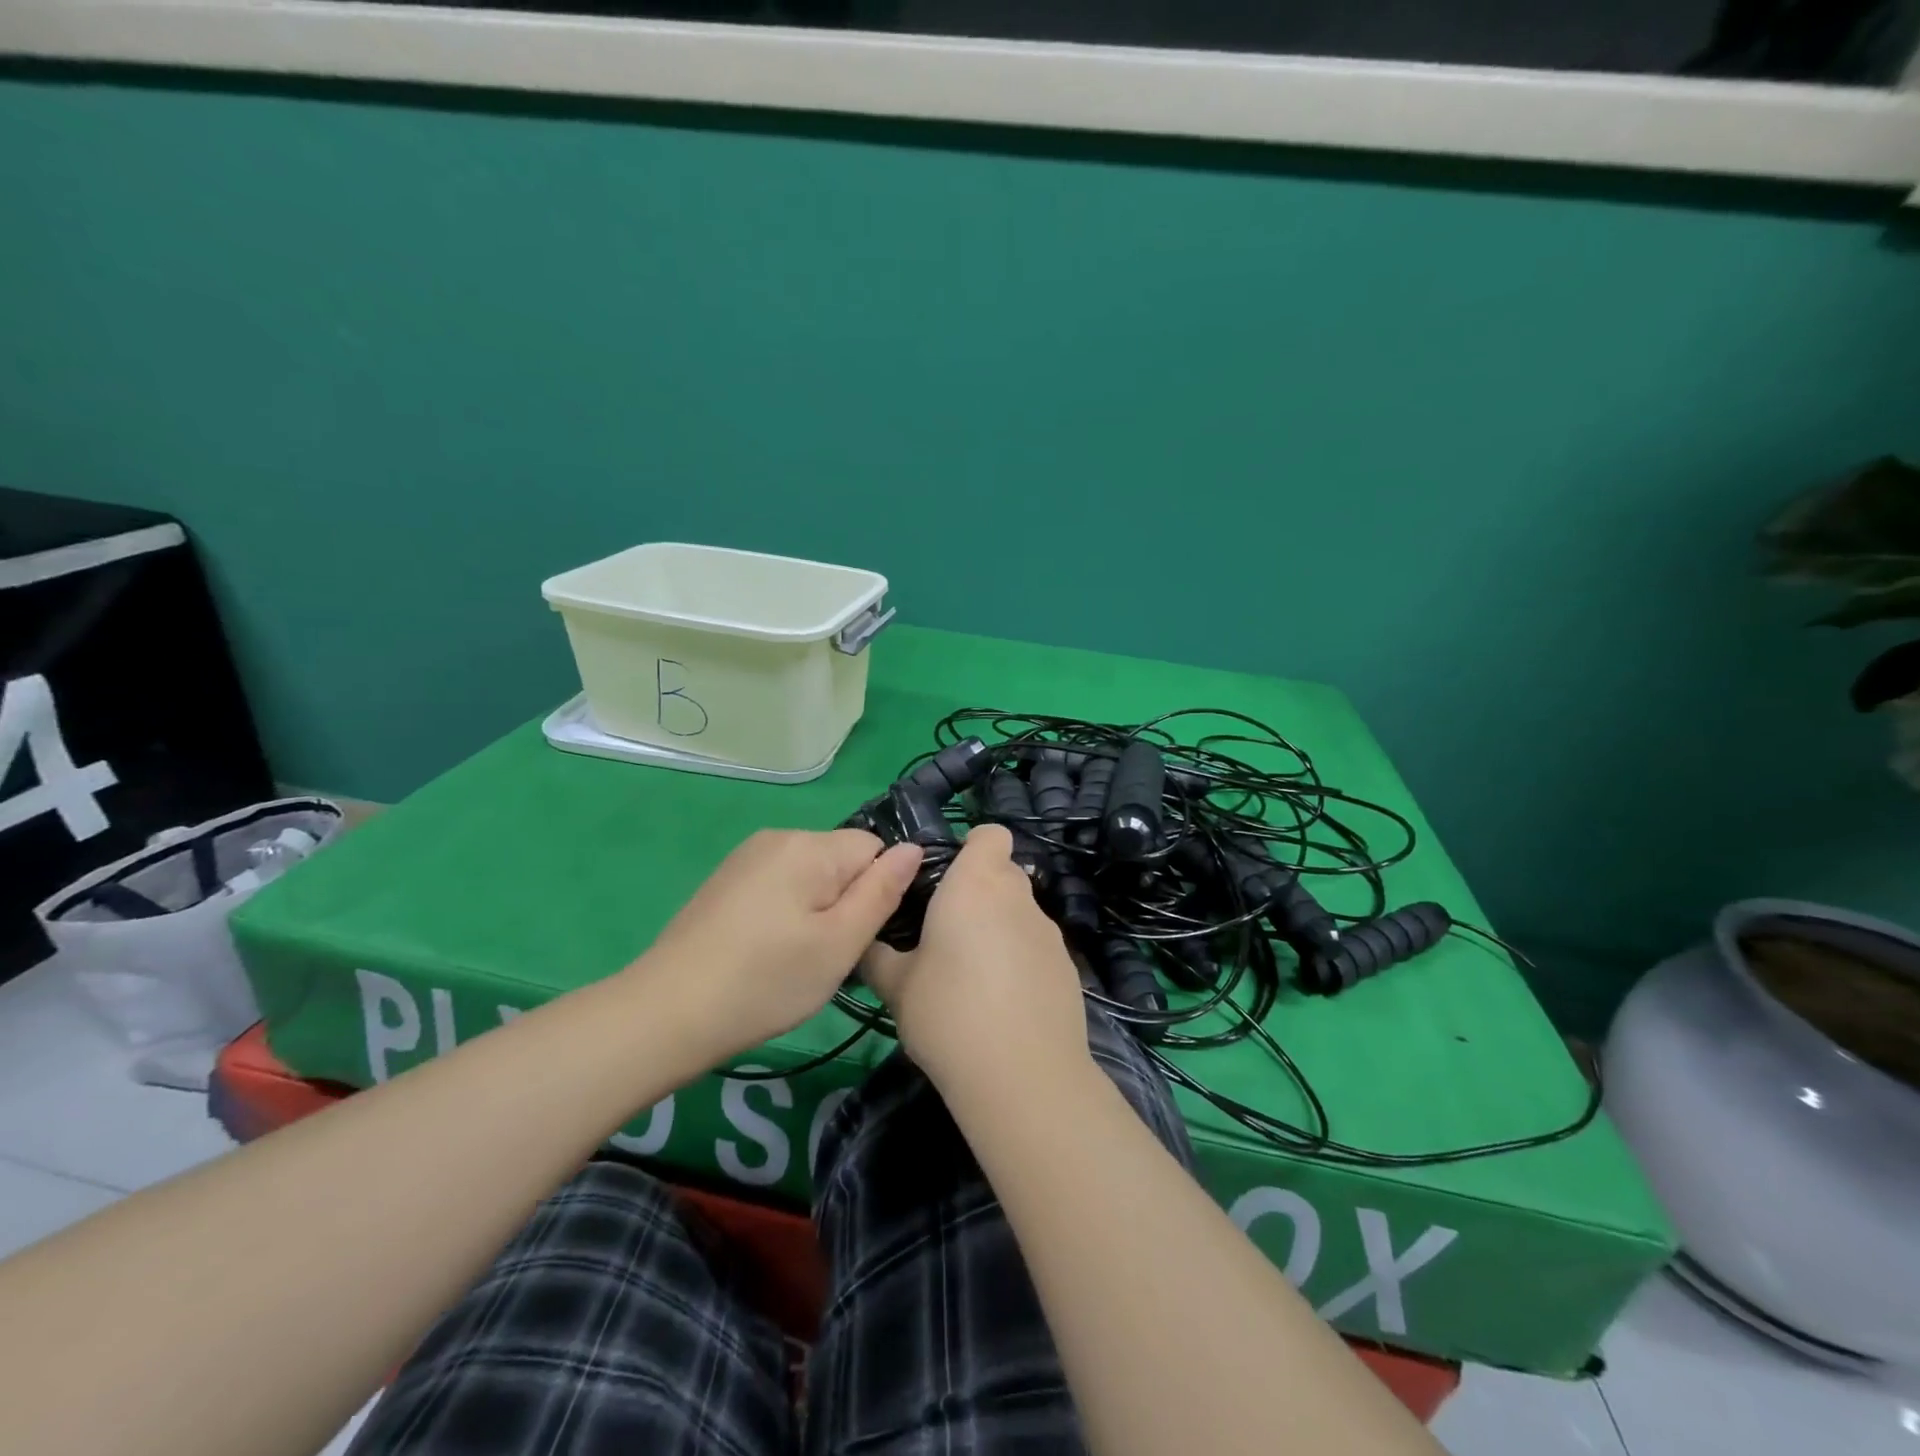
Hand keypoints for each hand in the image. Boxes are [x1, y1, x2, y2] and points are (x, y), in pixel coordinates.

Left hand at [634, 829, 922, 1063]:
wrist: (666, 1014)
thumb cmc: (766, 981)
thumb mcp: (839, 944)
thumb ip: (881, 892)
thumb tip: (913, 849)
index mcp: (810, 846)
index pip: (875, 848)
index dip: (879, 891)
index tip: (862, 937)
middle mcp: (778, 837)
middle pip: (842, 860)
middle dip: (848, 902)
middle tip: (831, 956)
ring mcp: (747, 858)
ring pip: (812, 876)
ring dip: (819, 910)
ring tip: (798, 960)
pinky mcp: (727, 881)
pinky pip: (781, 885)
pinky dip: (788, 913)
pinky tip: (769, 952)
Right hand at [862, 824, 1089, 1096]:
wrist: (1022, 1076)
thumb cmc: (947, 1013)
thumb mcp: (897, 986)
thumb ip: (879, 955)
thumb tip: (866, 943)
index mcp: (975, 884)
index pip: (990, 834)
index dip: (972, 847)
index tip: (947, 878)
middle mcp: (1017, 897)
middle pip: (1004, 872)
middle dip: (979, 891)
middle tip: (947, 931)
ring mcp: (1049, 932)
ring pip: (1021, 912)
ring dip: (999, 928)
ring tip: (973, 976)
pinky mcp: (1068, 967)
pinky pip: (1037, 948)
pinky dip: (1021, 961)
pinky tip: (1003, 1004)